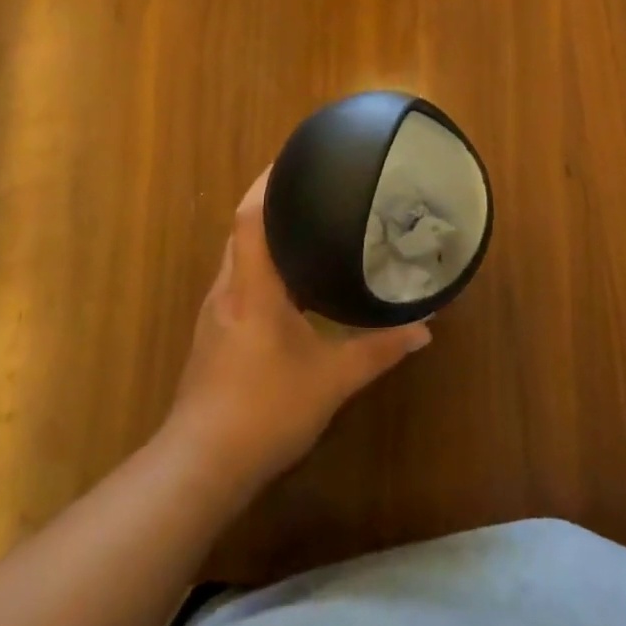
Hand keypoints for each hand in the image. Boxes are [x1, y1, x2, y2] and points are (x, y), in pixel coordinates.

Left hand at [166, 168, 431, 491]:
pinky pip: (236, 282)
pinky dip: (259, 268)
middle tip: (312, 190)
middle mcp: (227, 289)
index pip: (250, 216)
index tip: (292, 160)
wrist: (201, 465)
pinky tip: (287, 285)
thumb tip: (425, 329)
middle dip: (270, 204)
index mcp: (252, 286)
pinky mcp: (211, 336)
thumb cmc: (265, 409)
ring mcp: (214, 313)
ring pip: (237, 258)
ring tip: (304, 228)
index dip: (267, 182)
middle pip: (242, 230)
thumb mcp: (332, 379)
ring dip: (264, 237)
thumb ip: (379, 350)